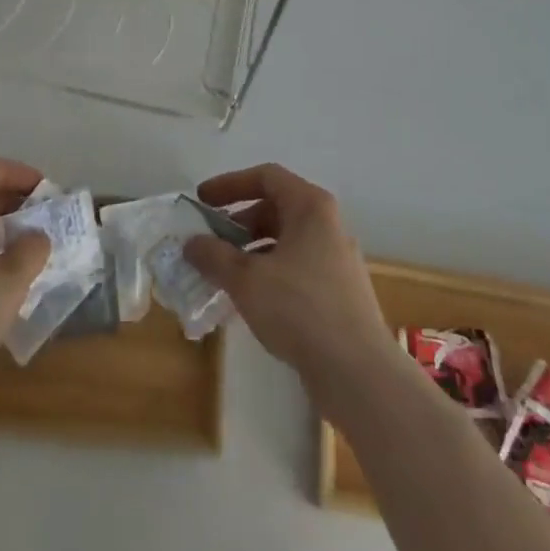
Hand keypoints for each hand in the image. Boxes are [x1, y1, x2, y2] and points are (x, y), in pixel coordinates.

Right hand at [183, 164, 400, 411]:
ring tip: (223, 273)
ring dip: (251, 250)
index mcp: (310, 207)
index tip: (202, 201)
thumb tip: (191, 243)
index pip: (266, 177)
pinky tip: (249, 299)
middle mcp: (327, 224)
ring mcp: (336, 259)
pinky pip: (295, 267)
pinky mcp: (338, 292)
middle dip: (238, 222)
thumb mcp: (246, 279)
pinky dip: (268, 273)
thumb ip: (214, 256)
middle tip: (209, 240)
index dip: (230, 185)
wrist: (358, 373)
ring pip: (285, 241)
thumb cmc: (300, 309)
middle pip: (275, 208)